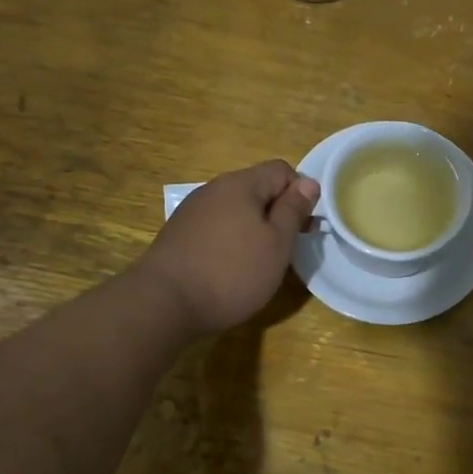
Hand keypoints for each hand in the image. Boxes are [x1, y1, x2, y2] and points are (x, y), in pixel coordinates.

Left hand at [136, 161, 319, 332]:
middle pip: (257, 189)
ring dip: (254, 229)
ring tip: (259, 262)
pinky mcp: (179, 234)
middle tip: (286, 249)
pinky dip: (230, 241)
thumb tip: (308, 182)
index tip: (304, 227)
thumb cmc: (232, 272)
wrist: (164, 303)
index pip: (282, 170)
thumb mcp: (277, 243)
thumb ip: (293, 209)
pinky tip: (230, 268)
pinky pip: (216, 227)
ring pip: (236, 210)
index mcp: (241, 184)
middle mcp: (214, 189)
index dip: (300, 194)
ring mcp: (193, 211)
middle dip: (277, 213)